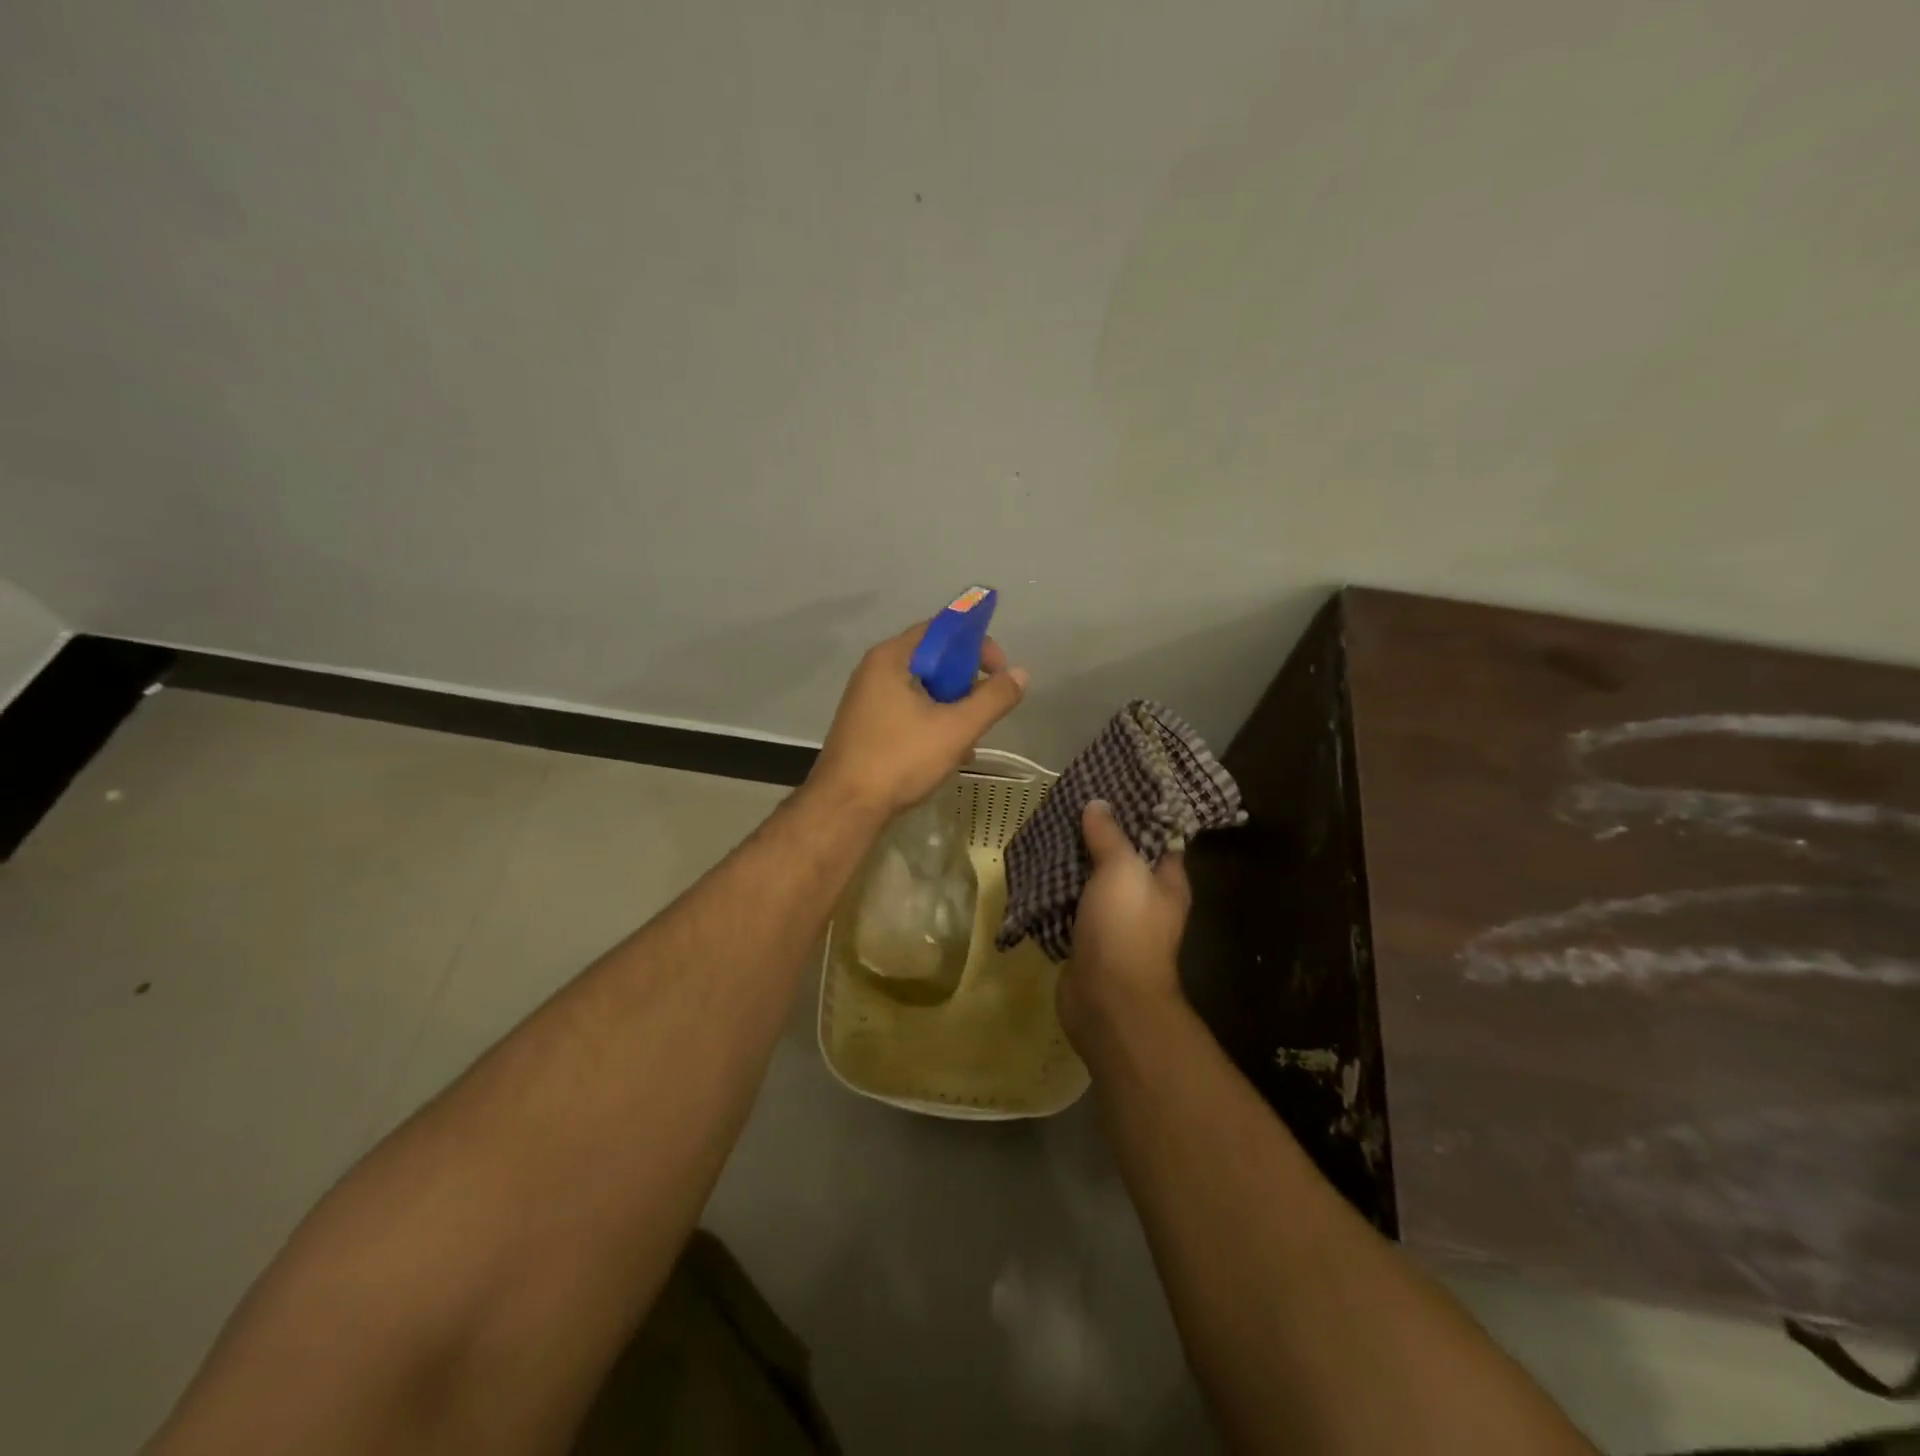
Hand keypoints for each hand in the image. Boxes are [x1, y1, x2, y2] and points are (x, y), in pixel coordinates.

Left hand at [807, 622, 1028, 816]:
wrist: (846, 808)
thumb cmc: (900, 759)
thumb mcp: (956, 728)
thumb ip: (992, 699)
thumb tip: (1020, 674)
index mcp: (890, 658)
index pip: (940, 629)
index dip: (976, 643)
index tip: (1000, 671)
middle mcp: (874, 671)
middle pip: (932, 661)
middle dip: (966, 682)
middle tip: (986, 707)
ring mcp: (866, 701)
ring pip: (922, 691)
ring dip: (952, 708)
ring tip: (970, 738)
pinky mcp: (866, 727)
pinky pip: (908, 712)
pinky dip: (932, 724)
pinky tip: (949, 754)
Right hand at [1058, 800, 1190, 1049]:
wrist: (1108, 1001)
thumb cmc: (1126, 928)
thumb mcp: (1121, 870)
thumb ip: (1110, 835)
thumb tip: (1098, 805)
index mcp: (1167, 882)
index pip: (1159, 836)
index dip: (1139, 811)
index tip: (1113, 787)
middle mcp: (1145, 901)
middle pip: (1121, 857)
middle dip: (1097, 834)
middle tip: (1070, 803)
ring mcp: (1114, 922)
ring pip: (1091, 882)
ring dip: (1072, 861)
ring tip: (1048, 828)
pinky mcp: (1086, 940)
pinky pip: (1070, 906)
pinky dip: (1055, 891)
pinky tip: (1035, 868)